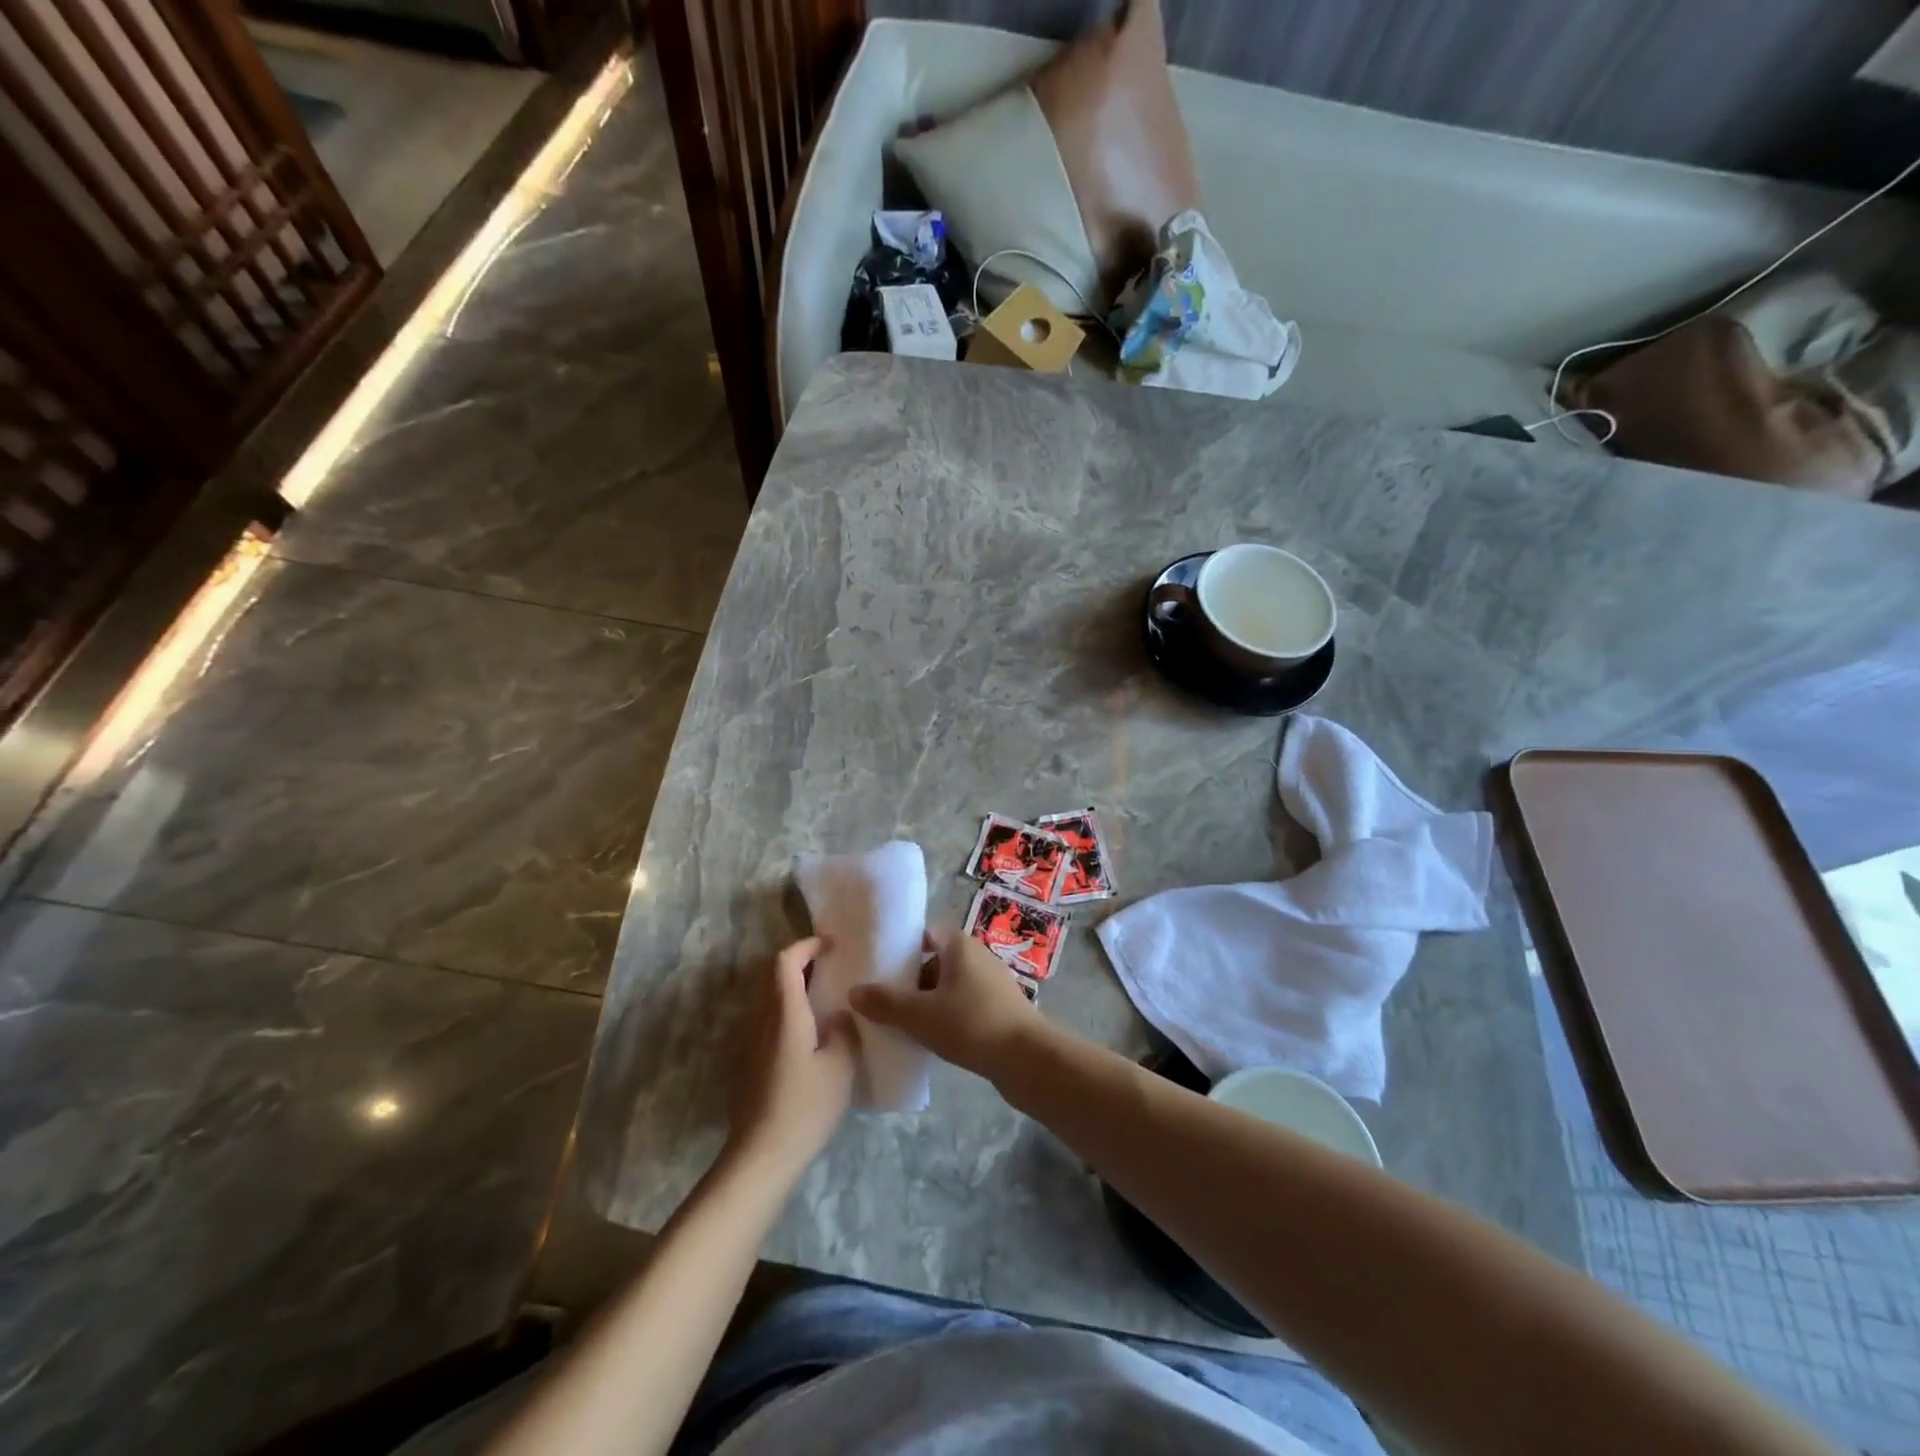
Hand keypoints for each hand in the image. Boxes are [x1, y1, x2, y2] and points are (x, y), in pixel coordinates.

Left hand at [728, 937, 857, 1181]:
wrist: (761, 1156)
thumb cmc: (804, 1107)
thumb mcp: (839, 1067)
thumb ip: (844, 1031)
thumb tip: (841, 1014)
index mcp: (785, 1013)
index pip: (785, 961)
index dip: (807, 945)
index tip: (832, 945)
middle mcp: (764, 1019)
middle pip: (774, 975)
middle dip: (802, 962)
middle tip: (834, 966)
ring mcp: (755, 1041)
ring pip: (772, 997)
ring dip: (796, 985)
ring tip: (829, 994)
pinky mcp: (754, 1060)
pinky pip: (772, 1018)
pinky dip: (792, 1008)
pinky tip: (815, 1030)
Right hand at [850, 930, 1043, 1082]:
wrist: (1027, 1058)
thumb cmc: (970, 1023)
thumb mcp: (919, 1015)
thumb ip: (885, 1003)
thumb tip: (853, 991)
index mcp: (959, 944)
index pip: (925, 933)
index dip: (902, 947)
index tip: (878, 965)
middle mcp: (977, 955)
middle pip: (935, 960)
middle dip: (911, 979)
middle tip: (883, 999)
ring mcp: (992, 982)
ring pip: (949, 985)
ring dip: (928, 1001)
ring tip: (903, 1022)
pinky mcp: (1000, 1007)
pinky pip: (964, 1004)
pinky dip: (947, 1015)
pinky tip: (932, 1038)